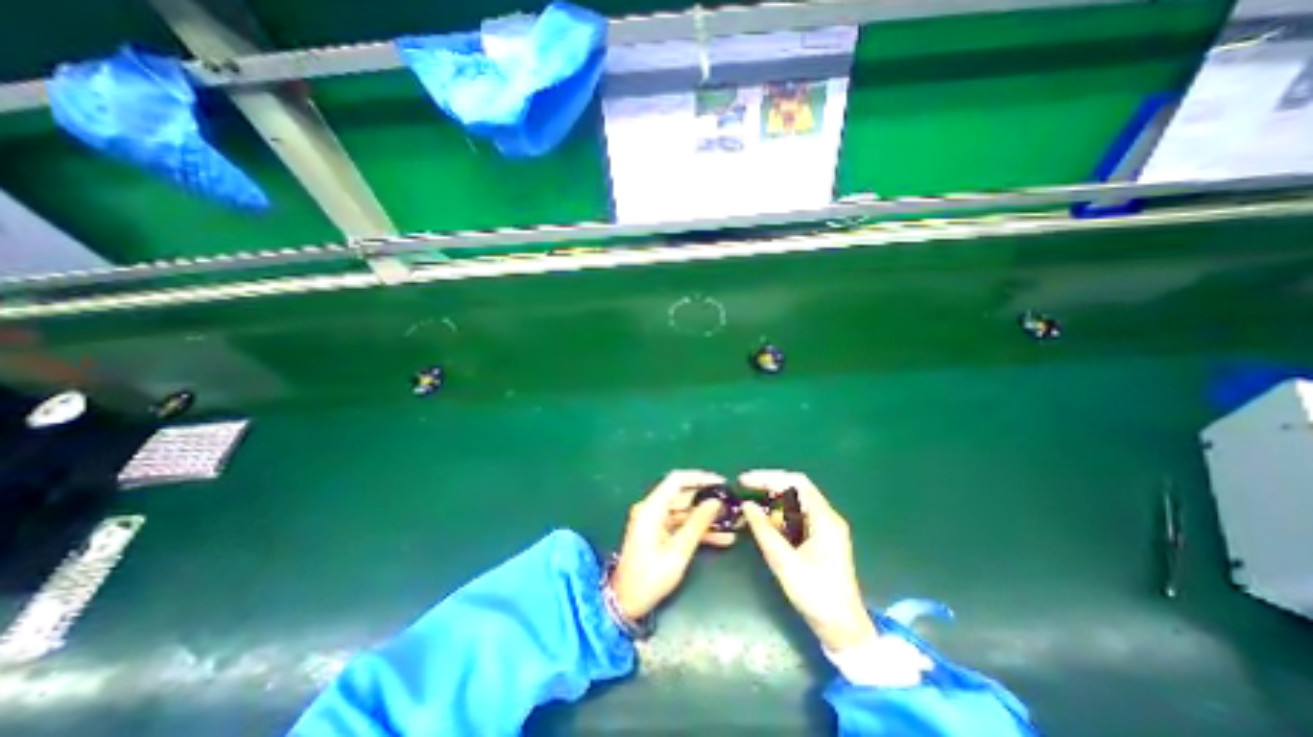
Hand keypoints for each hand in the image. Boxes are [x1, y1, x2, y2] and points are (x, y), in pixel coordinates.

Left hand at [608, 468, 733, 618]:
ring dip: (706, 517)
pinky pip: (680, 523)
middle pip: (682, 494)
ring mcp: (653, 520)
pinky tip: (721, 537)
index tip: (721, 483)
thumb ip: (697, 524)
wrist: (624, 603)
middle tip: (730, 504)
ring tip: (731, 522)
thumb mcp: (677, 553)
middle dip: (707, 499)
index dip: (699, 477)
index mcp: (651, 509)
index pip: (676, 480)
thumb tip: (715, 502)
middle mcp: (651, 509)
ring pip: (684, 510)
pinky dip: (697, 528)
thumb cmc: (649, 579)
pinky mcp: (657, 531)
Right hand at [742, 469, 874, 653]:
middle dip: (767, 489)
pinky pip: (796, 519)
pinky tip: (764, 527)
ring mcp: (825, 529)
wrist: (844, 630)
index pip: (796, 482)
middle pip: (794, 491)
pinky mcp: (820, 540)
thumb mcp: (784, 561)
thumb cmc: (816, 595)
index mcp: (824, 519)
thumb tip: (746, 505)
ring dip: (771, 506)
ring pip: (794, 505)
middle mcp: (827, 518)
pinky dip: (778, 519)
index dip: (769, 477)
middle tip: (743, 492)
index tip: (746, 482)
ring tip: (749, 512)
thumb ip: (764, 530)